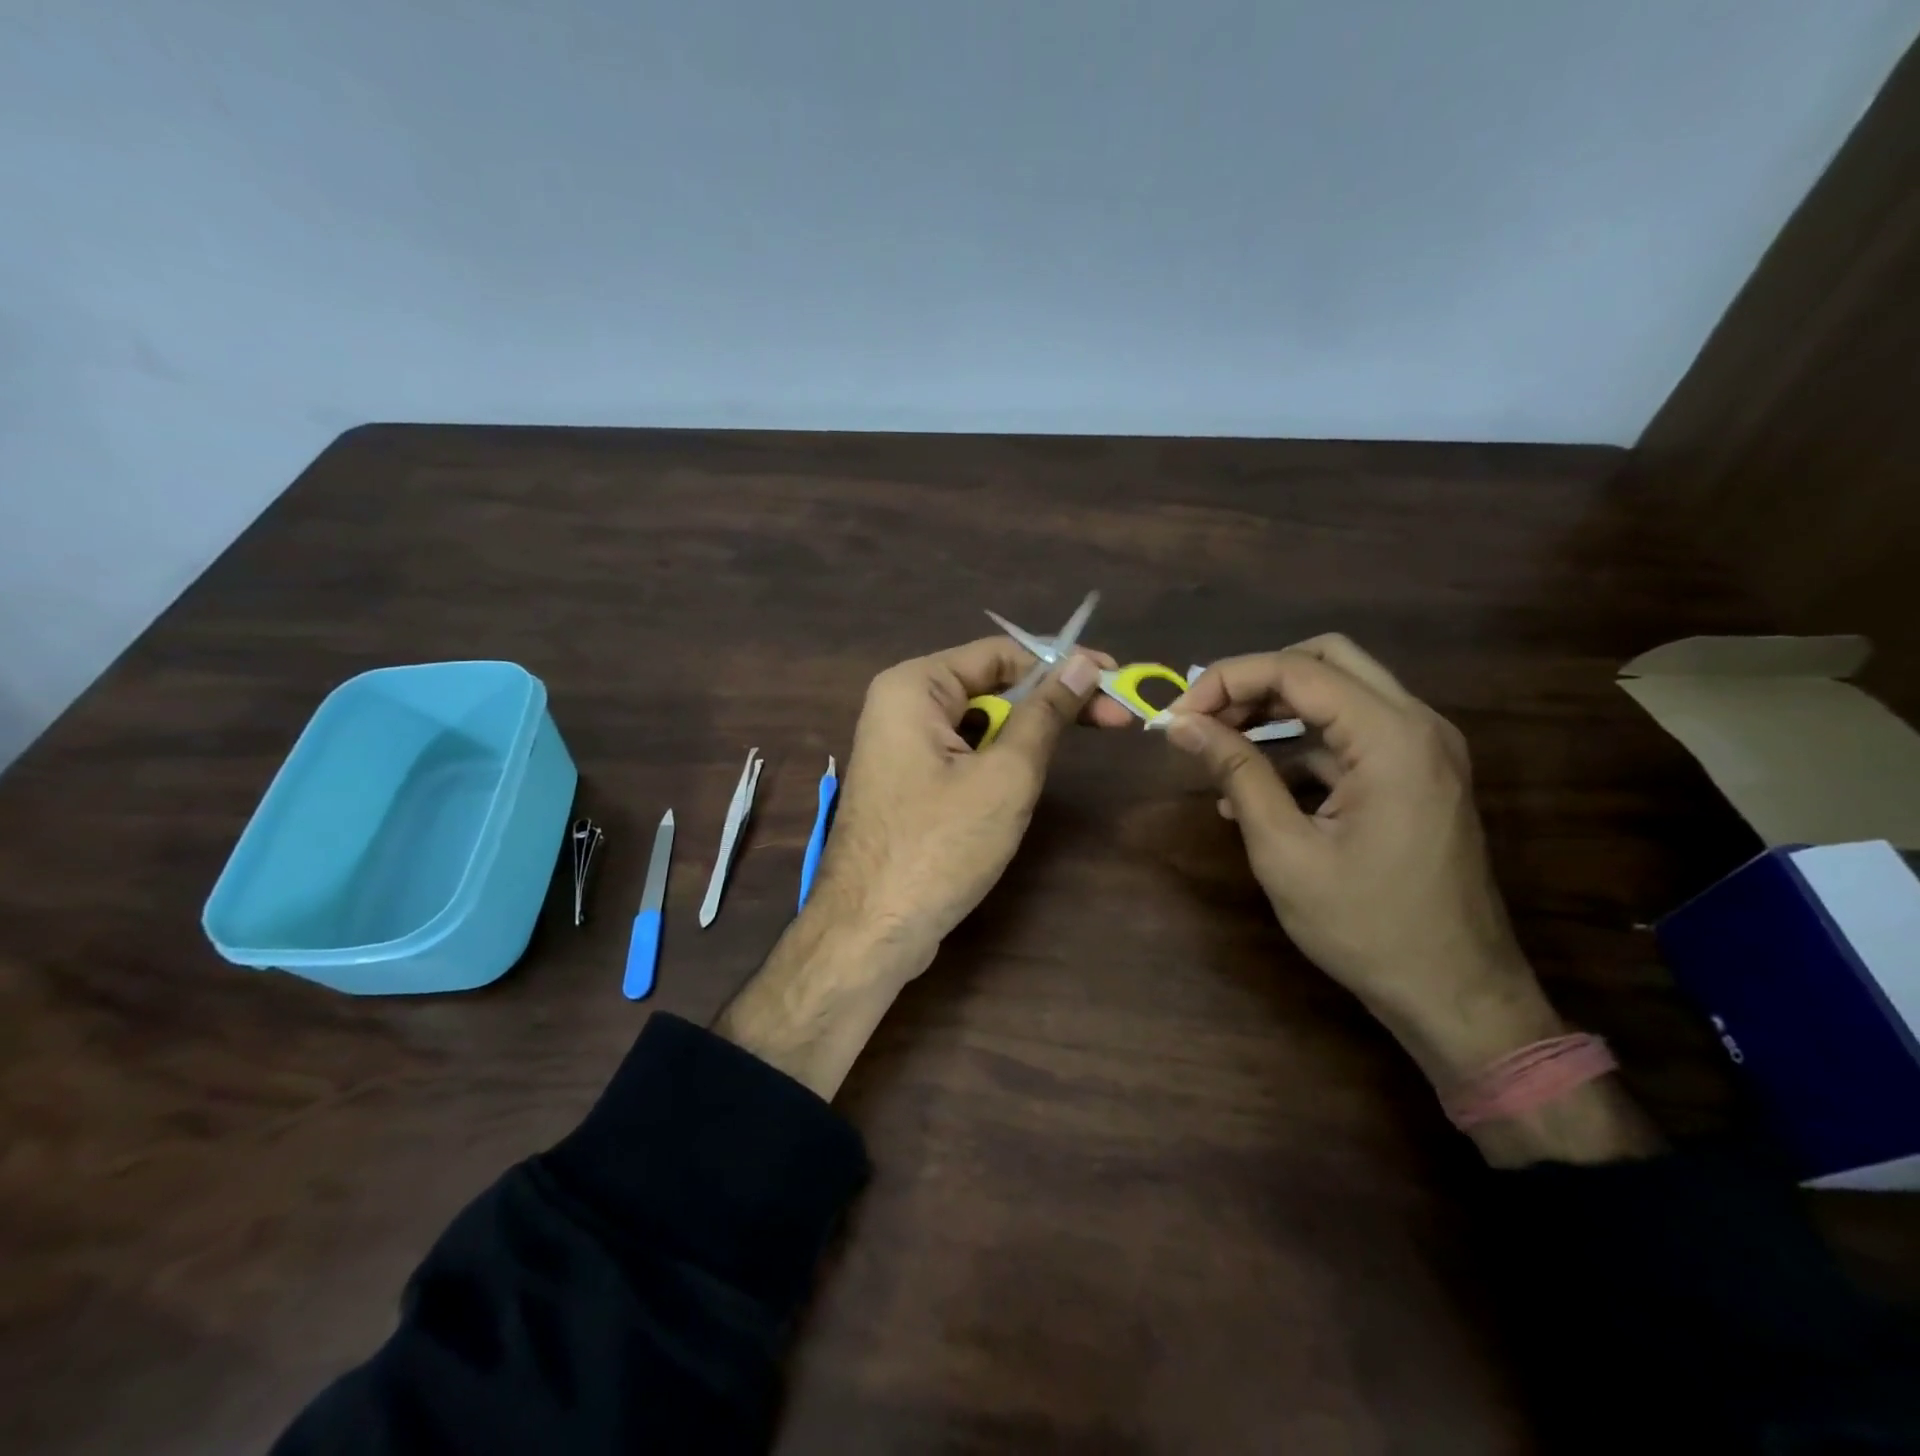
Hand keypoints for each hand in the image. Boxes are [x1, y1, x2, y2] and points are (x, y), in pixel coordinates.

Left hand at [808, 636, 1131, 953]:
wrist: (870, 930)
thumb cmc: (939, 846)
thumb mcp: (1006, 776)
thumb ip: (1045, 714)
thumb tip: (1083, 663)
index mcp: (913, 686)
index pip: (1000, 654)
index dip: (1061, 665)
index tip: (1113, 681)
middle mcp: (900, 704)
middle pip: (989, 685)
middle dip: (1049, 701)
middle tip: (1113, 719)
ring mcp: (900, 745)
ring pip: (978, 722)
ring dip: (1025, 733)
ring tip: (1069, 752)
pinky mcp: (907, 781)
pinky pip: (961, 752)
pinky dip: (998, 759)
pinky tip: (1024, 780)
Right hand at [1157, 635, 1561, 1083]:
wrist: (1455, 995)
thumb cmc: (1366, 926)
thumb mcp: (1285, 850)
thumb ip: (1236, 772)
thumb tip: (1182, 724)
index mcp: (1392, 737)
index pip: (1296, 670)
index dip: (1226, 680)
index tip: (1178, 717)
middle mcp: (1417, 725)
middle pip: (1325, 659)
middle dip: (1254, 680)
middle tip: (1205, 719)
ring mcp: (1423, 750)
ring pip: (1338, 691)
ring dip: (1274, 709)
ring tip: (1218, 748)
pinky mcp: (1416, 775)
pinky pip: (1349, 735)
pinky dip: (1298, 744)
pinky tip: (1252, 787)